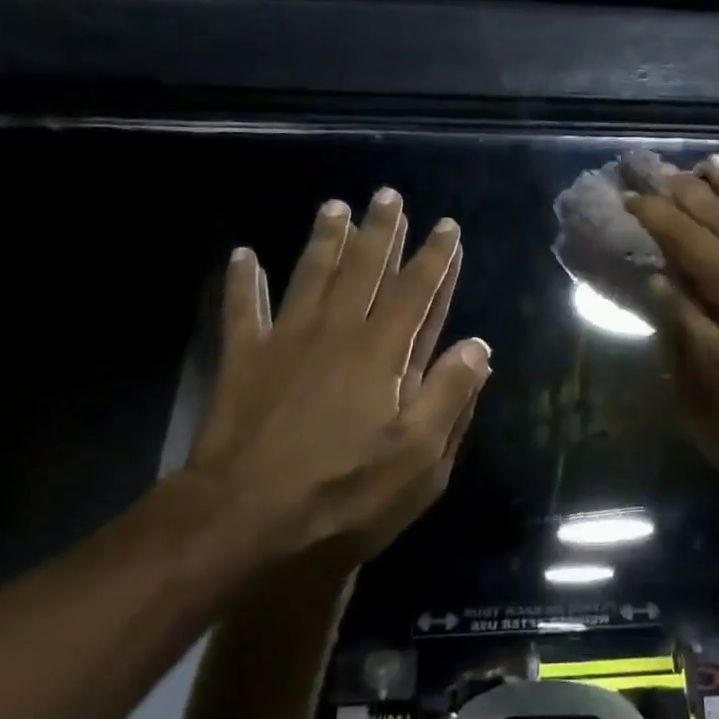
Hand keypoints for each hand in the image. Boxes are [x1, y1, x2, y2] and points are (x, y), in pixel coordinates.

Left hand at [188, 188, 489, 562]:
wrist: (243, 523)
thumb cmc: (344, 495)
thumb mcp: (420, 459)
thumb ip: (451, 396)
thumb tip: (478, 346)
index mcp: (383, 354)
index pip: (416, 291)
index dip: (434, 256)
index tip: (446, 226)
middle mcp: (336, 333)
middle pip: (363, 269)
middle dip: (380, 231)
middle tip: (387, 195)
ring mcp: (285, 343)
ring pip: (310, 276)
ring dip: (325, 240)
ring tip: (335, 207)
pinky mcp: (242, 362)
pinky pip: (241, 310)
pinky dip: (242, 282)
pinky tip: (242, 254)